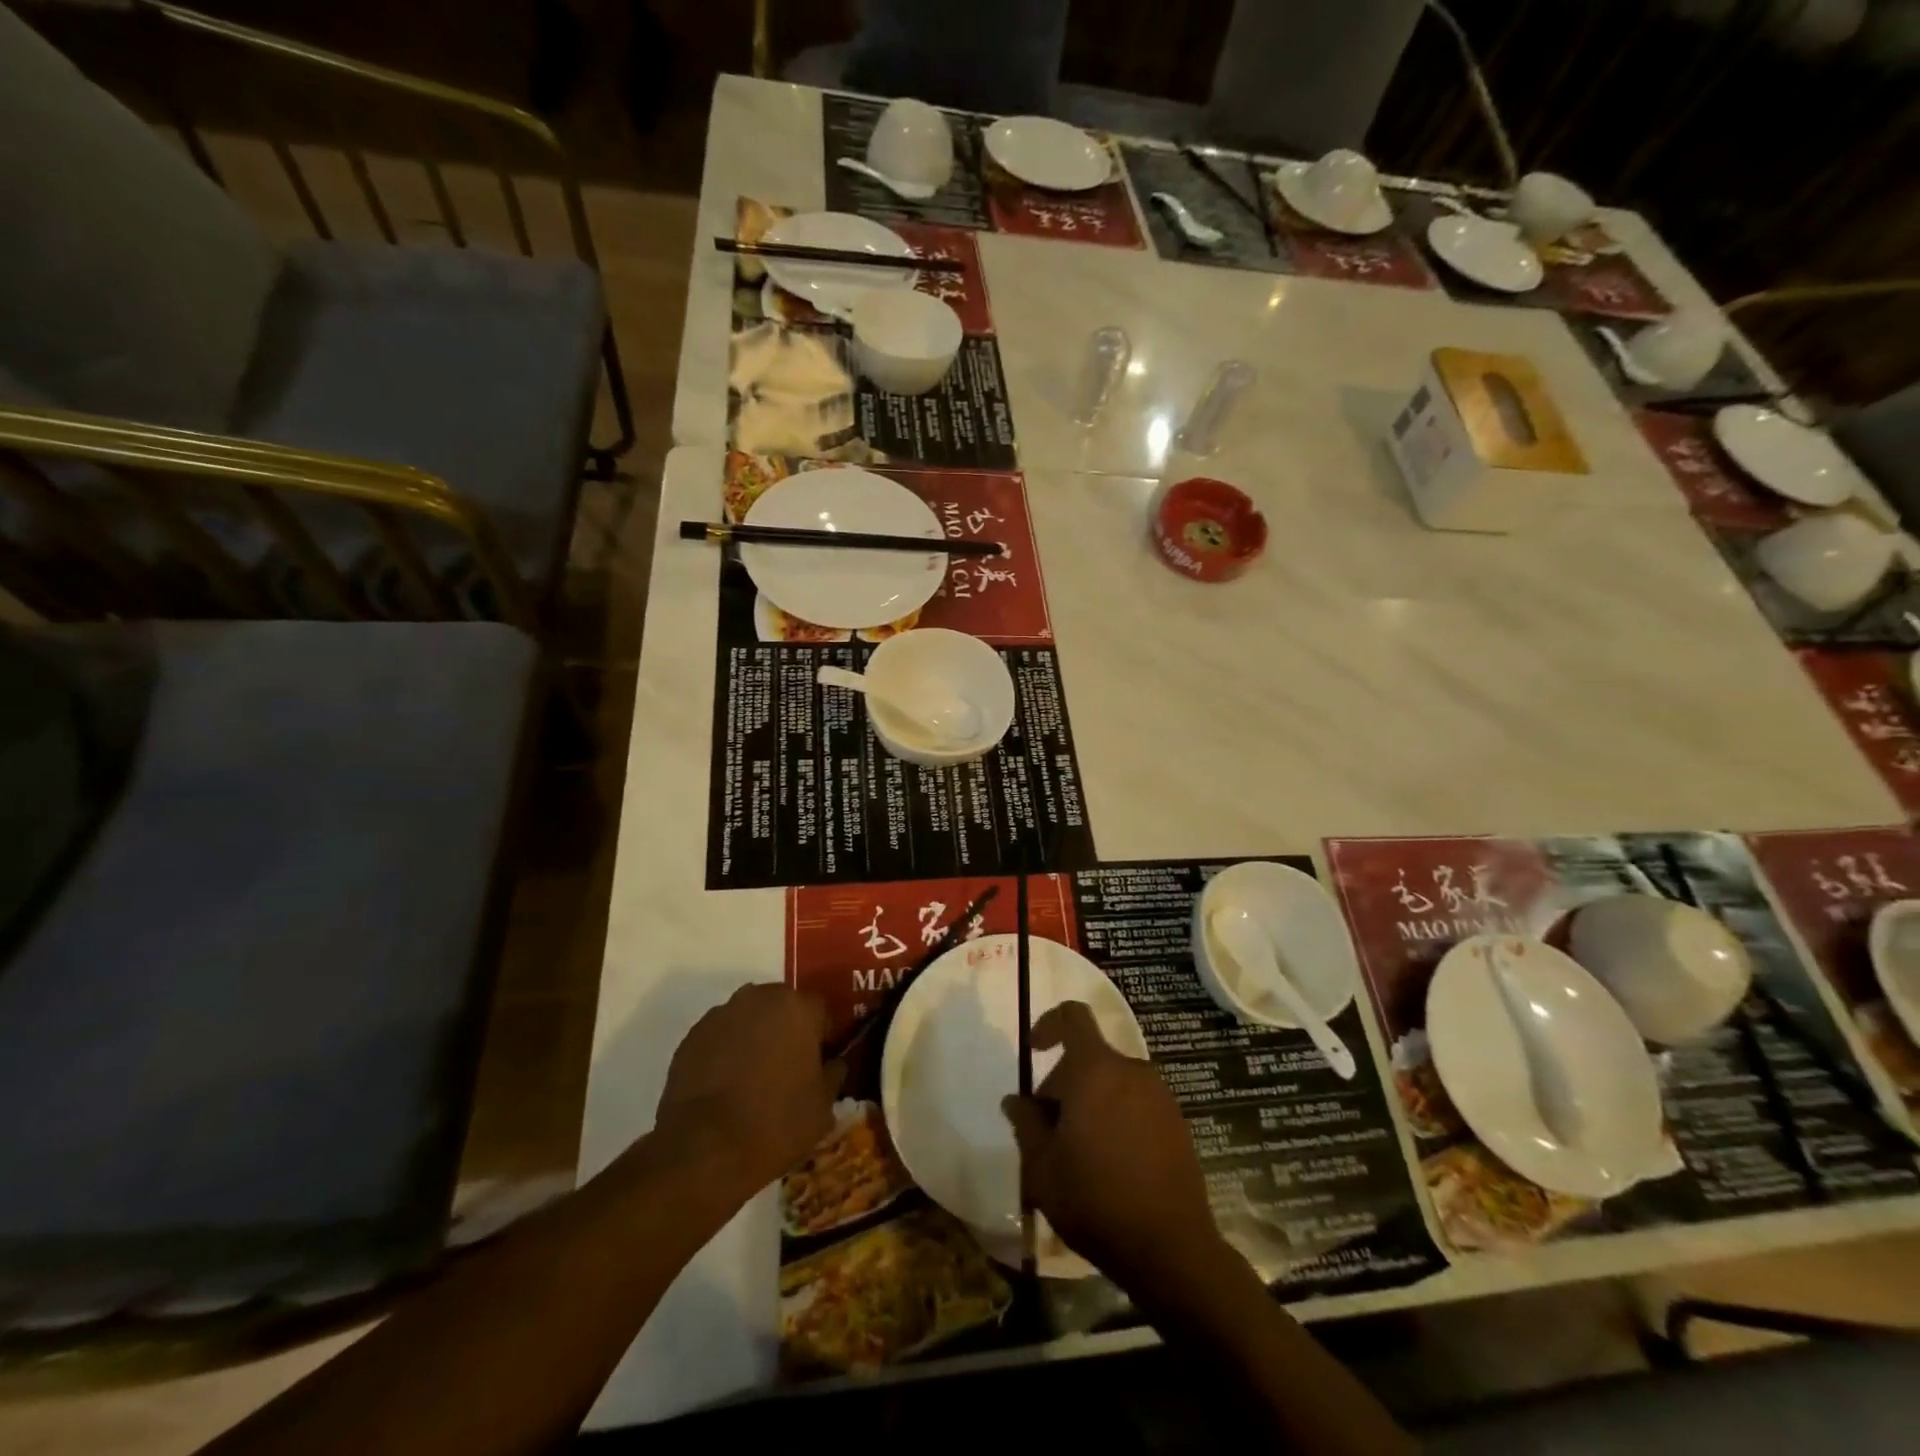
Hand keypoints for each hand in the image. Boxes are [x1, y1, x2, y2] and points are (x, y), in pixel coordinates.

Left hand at [655, 984, 842, 1202]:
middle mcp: (759, 998)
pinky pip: (721, 1036)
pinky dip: (727, 1051)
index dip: (824, 1036)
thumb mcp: (823, 1106)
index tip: (821, 1063)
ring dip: (756, 1037)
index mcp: (798, 1007)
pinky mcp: (692, 1037)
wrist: (704, 1151)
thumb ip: (834, 1073)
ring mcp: (721, 1015)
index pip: (821, 1011)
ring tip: (753, 1078)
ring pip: (750, 1019)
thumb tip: (833, 1063)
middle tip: (789, 1068)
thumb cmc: (776, 1123)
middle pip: (783, 1007)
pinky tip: (726, 1085)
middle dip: (789, 1030)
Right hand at [1001, 1001, 1229, 1300]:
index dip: (1049, 1023)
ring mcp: (1160, 1096)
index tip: (1035, 1051)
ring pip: (1113, 1082)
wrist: (1171, 1249)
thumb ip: (1026, 1124)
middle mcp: (1131, 1071)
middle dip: (1064, 1083)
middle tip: (1047, 1130)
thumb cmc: (1096, 1201)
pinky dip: (1117, 1117)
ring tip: (1077, 1152)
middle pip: (1090, 1057)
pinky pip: (1136, 1103)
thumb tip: (1016, 1100)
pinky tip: (1109, 1163)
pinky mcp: (1177, 1122)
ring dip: (1090, 1102)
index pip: (1073, 1017)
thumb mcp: (1042, 1168)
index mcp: (1096, 1070)